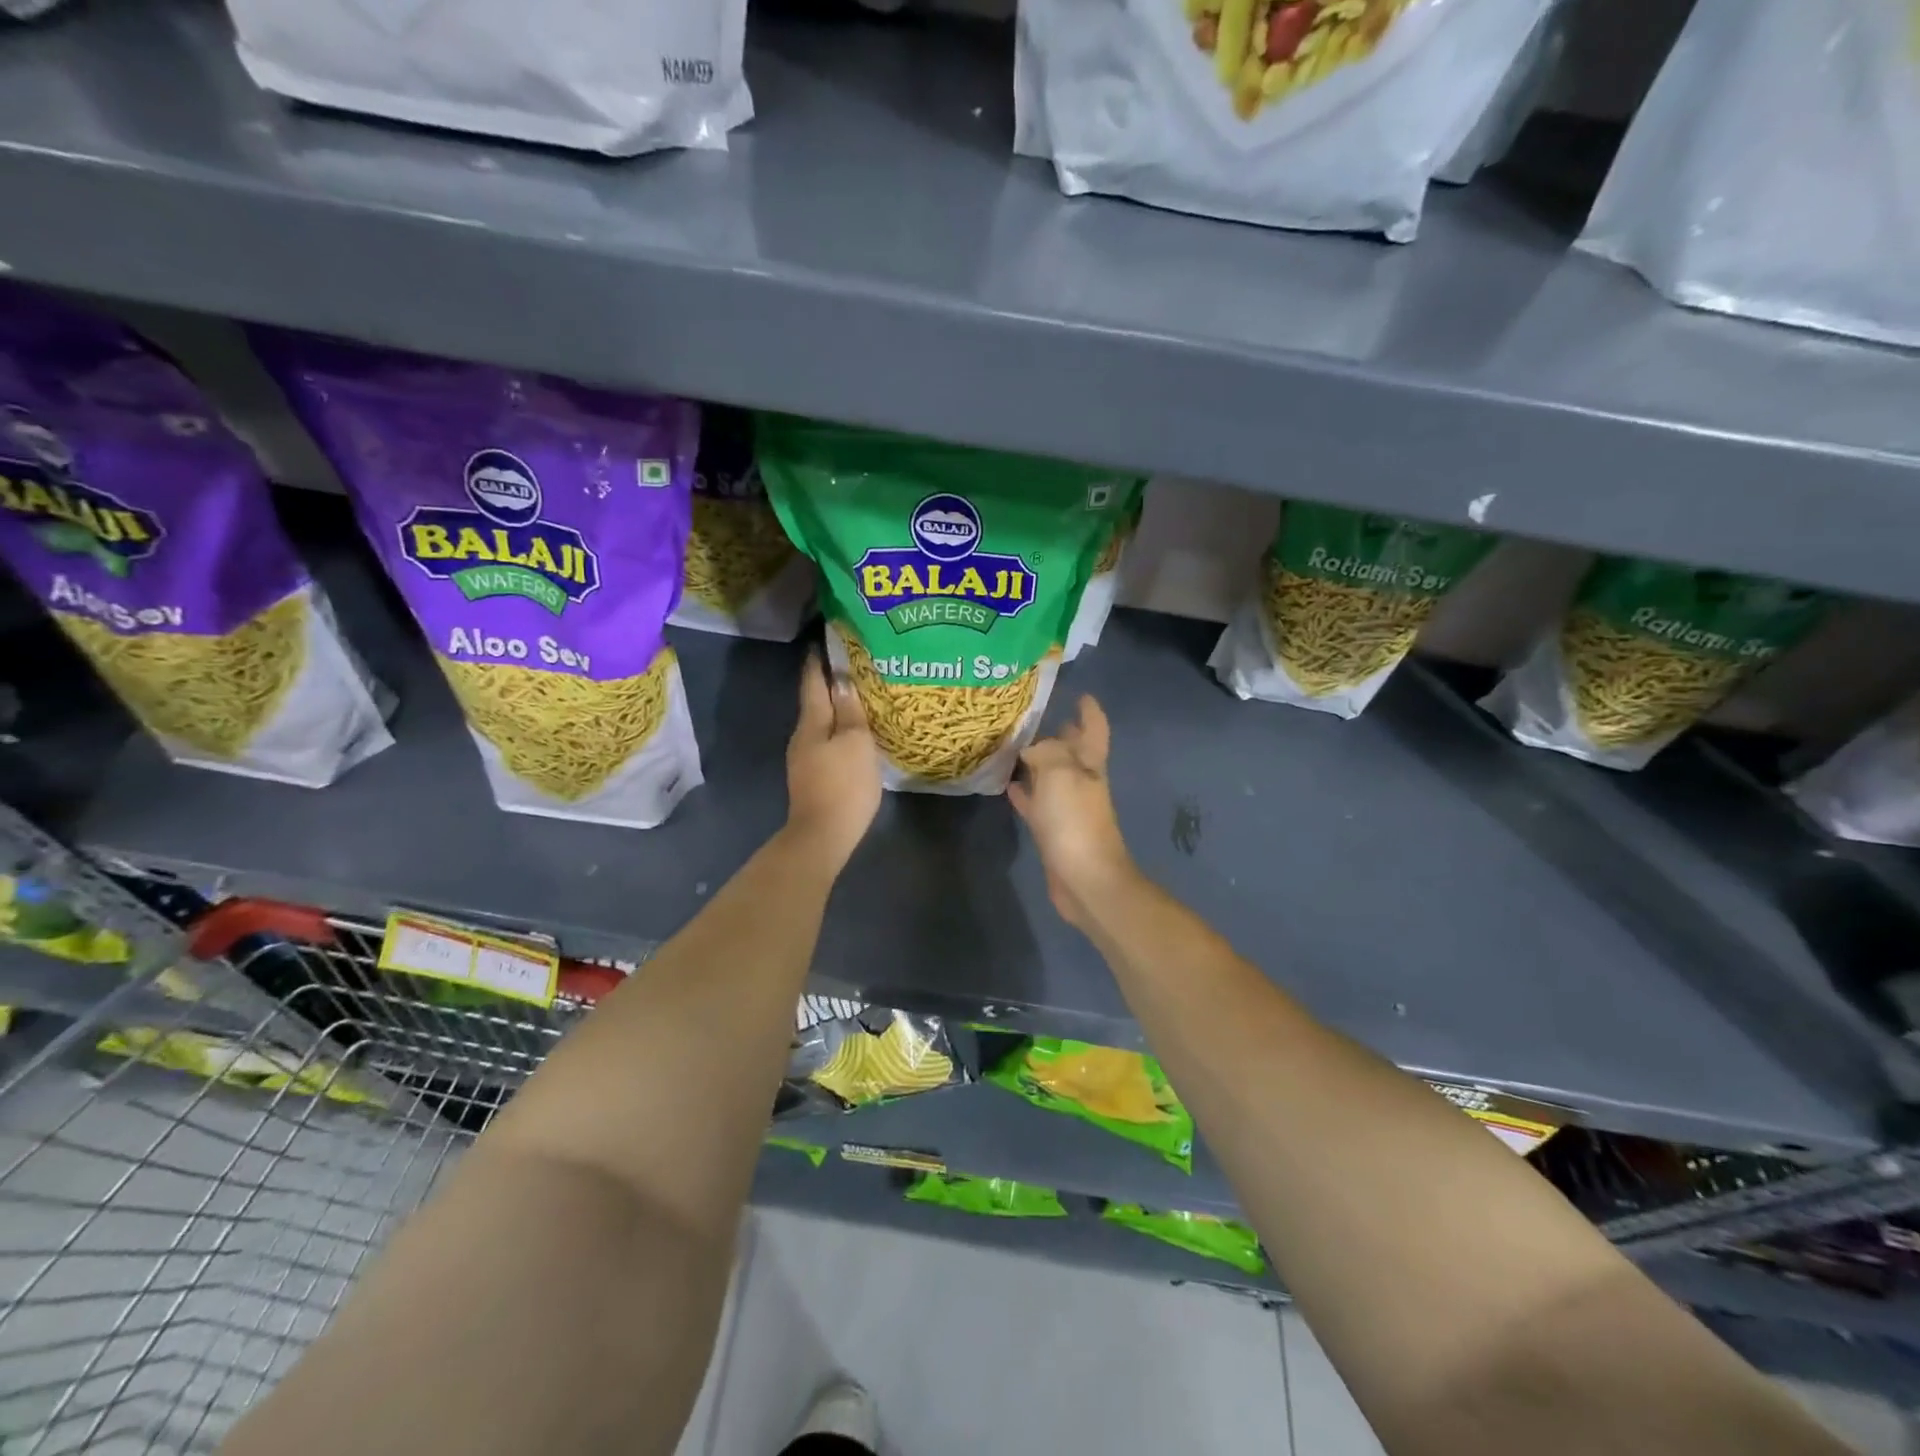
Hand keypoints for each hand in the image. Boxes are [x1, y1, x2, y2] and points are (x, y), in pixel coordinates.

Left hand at [785, 650, 881, 873]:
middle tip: (854, 664)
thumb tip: (841, 678)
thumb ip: (849, 710)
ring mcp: (804, 758)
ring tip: (858, 696)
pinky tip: (853, 733)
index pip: (813, 681)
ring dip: (836, 708)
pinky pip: (826, 742)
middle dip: (830, 682)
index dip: (819, 659)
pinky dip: (838, 730)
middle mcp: (802, 736)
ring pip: (821, 723)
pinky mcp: (812, 777)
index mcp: (812, 723)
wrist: (823, 836)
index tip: (826, 638)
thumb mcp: (855, 743)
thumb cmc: (843, 785)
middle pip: (816, 701)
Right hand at [1009, 695, 1137, 931]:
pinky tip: (1007, 785)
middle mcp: (1081, 782)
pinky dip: (1024, 793)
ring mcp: (1068, 808)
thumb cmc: (1076, 821)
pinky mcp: (1052, 831)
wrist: (1085, 879)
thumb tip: (1032, 747)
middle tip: (1034, 715)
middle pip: (1072, 751)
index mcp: (1090, 765)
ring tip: (1013, 744)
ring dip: (1037, 761)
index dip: (1089, 710)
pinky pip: (1036, 804)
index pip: (1093, 729)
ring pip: (1051, 777)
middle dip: (1061, 732)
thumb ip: (1046, 752)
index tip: (1079, 693)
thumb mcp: (1060, 773)